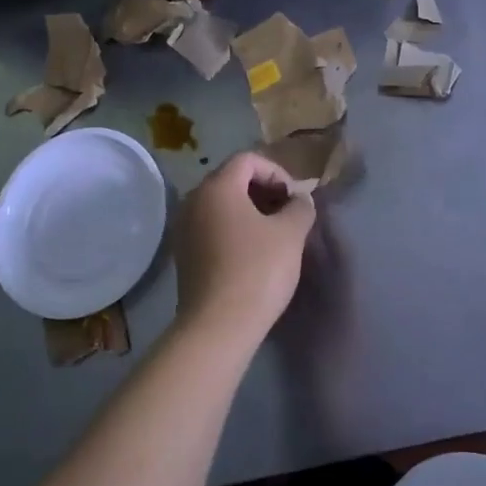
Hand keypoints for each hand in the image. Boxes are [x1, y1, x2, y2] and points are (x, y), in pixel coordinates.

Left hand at [172, 152, 316, 338]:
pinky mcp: (184, 254)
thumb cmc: (257, 270)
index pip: (248, 159)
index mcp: (217, 187)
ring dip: (251, 212)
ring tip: (275, 235)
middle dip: (264, 191)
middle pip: (232, 180)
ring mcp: (184, 228)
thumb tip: (300, 200)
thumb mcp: (291, 234)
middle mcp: (194, 201)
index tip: (294, 199)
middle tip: (288, 214)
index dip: (277, 172)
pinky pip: (212, 227)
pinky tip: (254, 254)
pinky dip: (235, 230)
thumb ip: (300, 207)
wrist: (219, 326)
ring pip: (222, 205)